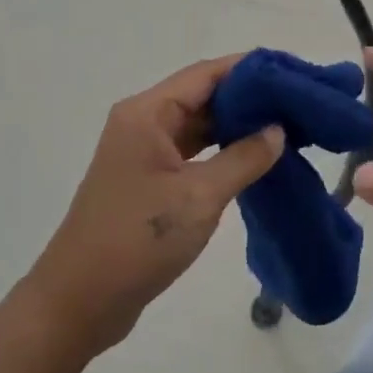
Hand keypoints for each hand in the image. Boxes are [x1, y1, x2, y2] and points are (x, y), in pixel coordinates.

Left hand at [22, 56, 282, 360]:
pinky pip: (191, 152)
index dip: (249, 69)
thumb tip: (278, 130)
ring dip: (236, 126)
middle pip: (201, 95)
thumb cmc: (137, 240)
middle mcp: (142, 123)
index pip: (206, 74)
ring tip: (284, 126)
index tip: (289, 74)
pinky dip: (221, 151)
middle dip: (247, 98)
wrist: (78, 303)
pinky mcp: (147, 181)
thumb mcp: (199, 197)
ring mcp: (143, 153)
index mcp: (147, 113)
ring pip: (197, 125)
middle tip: (295, 103)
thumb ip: (243, 158)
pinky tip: (254, 157)